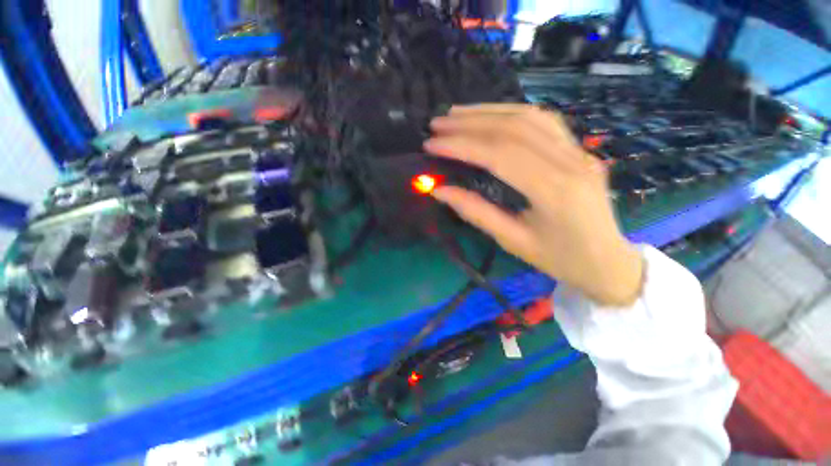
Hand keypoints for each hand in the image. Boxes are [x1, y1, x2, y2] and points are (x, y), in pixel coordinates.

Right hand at [424, 104, 642, 306]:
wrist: (607, 261)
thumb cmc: (559, 259)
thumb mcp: (512, 241)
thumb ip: (475, 212)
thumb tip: (439, 190)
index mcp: (554, 192)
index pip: (500, 154)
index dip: (461, 145)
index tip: (432, 144)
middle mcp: (570, 162)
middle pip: (513, 128)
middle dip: (469, 123)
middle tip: (437, 124)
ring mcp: (579, 151)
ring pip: (528, 116)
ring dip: (487, 111)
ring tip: (456, 114)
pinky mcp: (578, 149)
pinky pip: (543, 121)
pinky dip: (510, 113)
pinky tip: (489, 115)